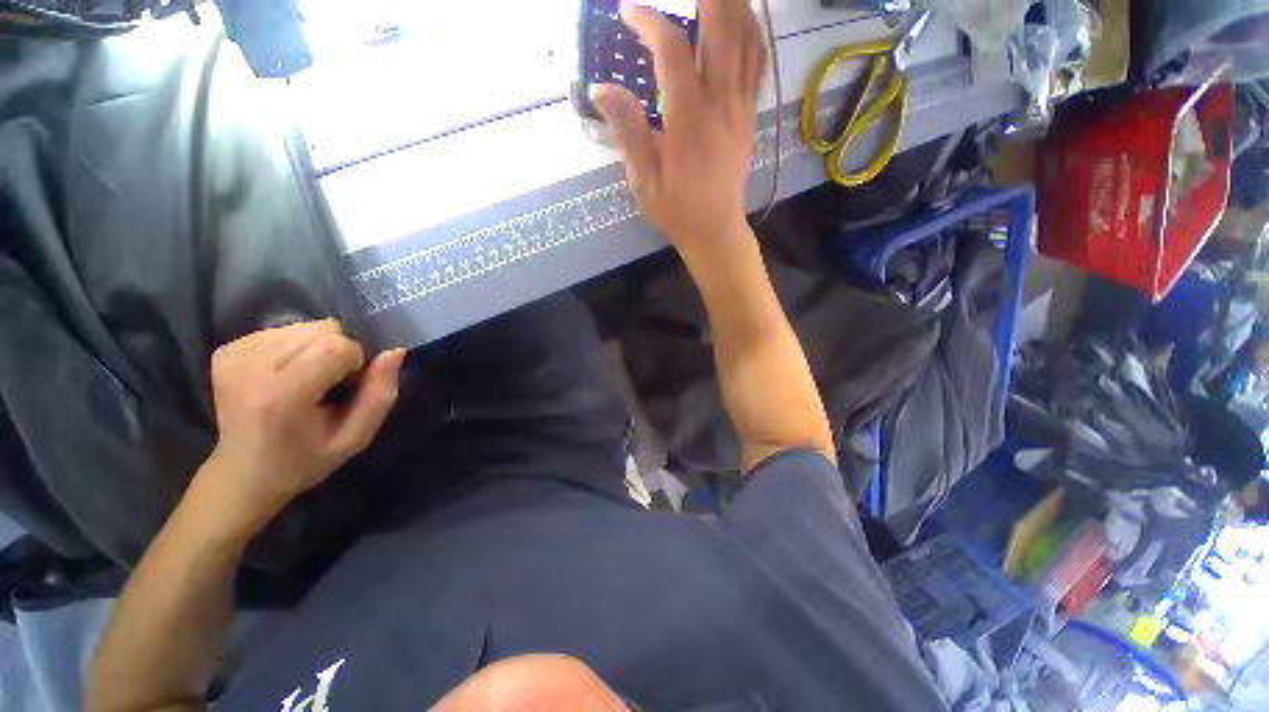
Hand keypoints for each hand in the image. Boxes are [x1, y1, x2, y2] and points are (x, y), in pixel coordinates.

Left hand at [194, 320, 404, 538]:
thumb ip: (380, 395)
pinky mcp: (226, 348)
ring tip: (308, 380)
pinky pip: (285, 330)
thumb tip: (396, 352)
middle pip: (322, 330)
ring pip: (306, 326)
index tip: (346, 388)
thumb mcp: (355, 438)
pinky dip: (298, 347)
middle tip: (328, 386)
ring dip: (319, 348)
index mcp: (280, 395)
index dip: (355, 363)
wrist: (242, 473)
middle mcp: (250, 366)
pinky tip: (288, 374)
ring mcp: (234, 354)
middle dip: (338, 352)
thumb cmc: (305, 460)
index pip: (337, 347)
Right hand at [590, 0, 765, 260]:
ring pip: (746, 39)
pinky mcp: (750, 116)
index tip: (628, 11)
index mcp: (689, 119)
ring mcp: (740, 107)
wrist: (715, 230)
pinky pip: (758, 63)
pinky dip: (752, 33)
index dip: (649, 21)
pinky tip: (742, 20)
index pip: (671, 50)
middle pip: (721, 28)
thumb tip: (600, 88)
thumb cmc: (676, 210)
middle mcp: (720, 103)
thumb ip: (627, 131)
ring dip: (733, 5)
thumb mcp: (644, 179)